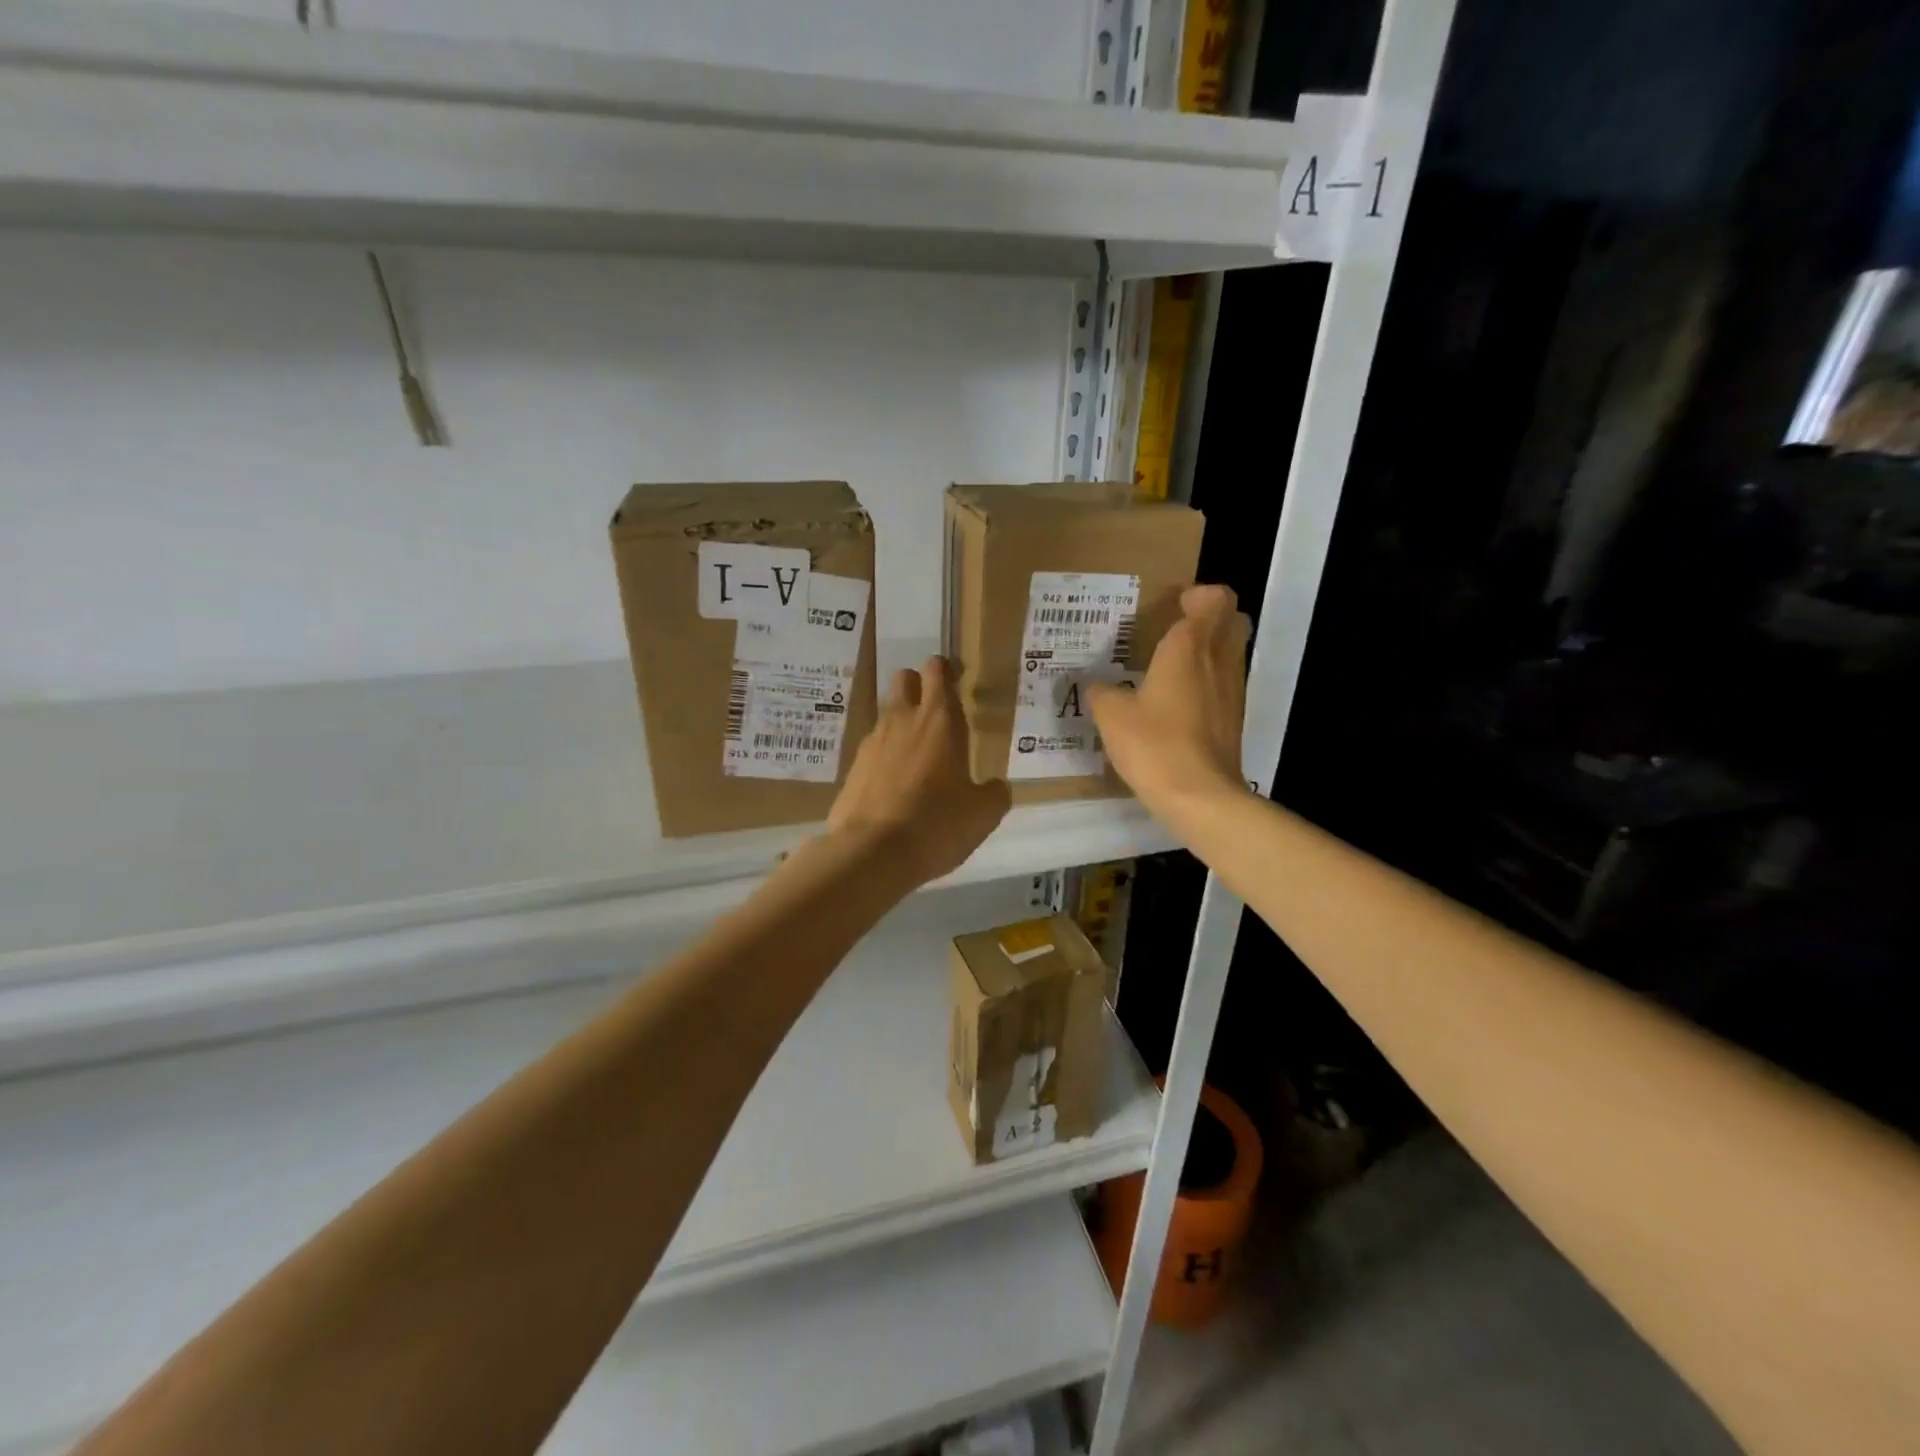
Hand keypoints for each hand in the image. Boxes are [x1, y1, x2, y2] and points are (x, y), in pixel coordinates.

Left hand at [827, 655, 1011, 885]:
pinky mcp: (852, 769)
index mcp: (939, 720)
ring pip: (886, 715)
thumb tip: (996, 787)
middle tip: (937, 713)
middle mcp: (902, 721)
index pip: (938, 671)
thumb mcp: (983, 815)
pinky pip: (872, 750)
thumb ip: (994, 793)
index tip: (957, 678)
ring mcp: (872, 743)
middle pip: (904, 679)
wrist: (871, 853)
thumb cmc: (936, 824)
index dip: (947, 669)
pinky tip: (895, 786)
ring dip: (902, 725)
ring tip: (918, 758)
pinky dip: (885, 758)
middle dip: (919, 686)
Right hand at [1088, 584, 1252, 820]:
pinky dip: (1210, 682)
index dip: (1199, 596)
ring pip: (1232, 653)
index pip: (1215, 600)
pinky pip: (1227, 684)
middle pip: (1234, 621)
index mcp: (1189, 647)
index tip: (1175, 606)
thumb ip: (1102, 692)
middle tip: (1178, 630)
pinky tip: (1181, 703)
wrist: (1199, 795)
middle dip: (1212, 617)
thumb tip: (1095, 686)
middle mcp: (1219, 660)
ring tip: (1175, 667)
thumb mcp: (1111, 715)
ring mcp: (1233, 691)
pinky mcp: (1236, 719)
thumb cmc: (1153, 744)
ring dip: (1212, 650)